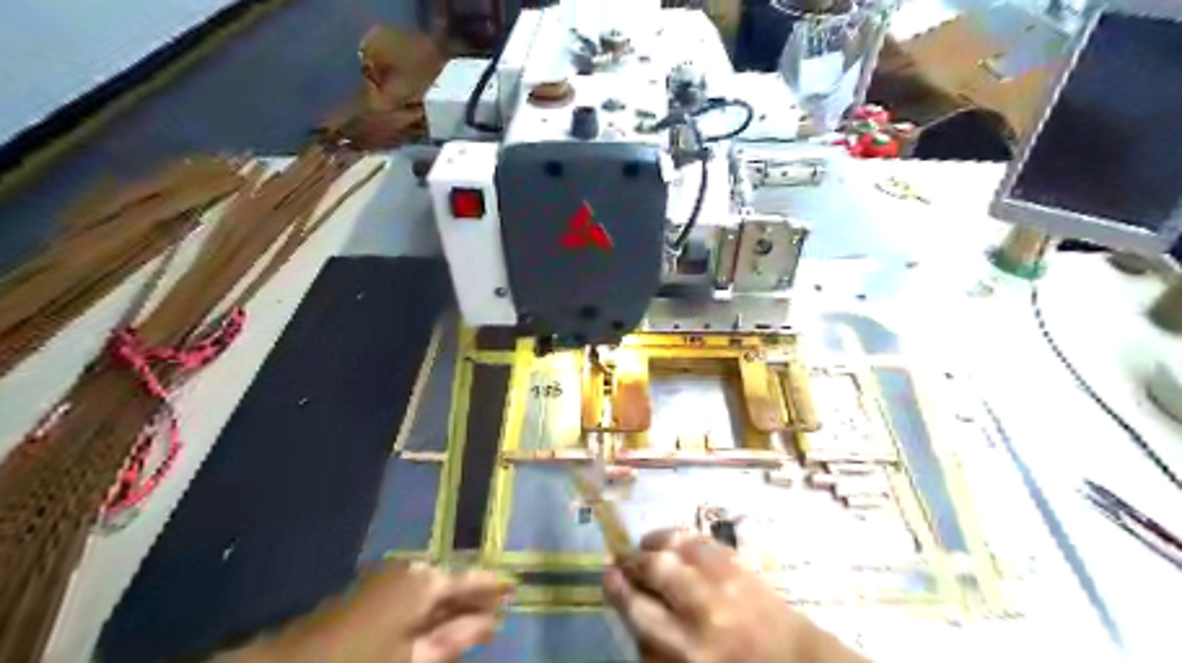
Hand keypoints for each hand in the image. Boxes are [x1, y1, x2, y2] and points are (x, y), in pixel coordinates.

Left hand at [224, 563, 512, 661]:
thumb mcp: (413, 659)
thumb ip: (454, 639)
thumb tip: (490, 621)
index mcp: (424, 582)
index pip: (470, 579)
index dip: (493, 584)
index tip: (516, 586)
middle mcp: (410, 570)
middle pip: (452, 582)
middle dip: (474, 596)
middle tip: (500, 606)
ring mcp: (388, 578)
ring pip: (433, 589)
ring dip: (452, 604)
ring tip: (474, 617)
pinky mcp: (371, 590)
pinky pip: (413, 595)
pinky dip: (429, 609)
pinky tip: (437, 624)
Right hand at [600, 531, 864, 662]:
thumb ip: (654, 648)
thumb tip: (629, 605)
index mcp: (688, 649)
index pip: (639, 609)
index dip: (617, 588)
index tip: (606, 574)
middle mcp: (704, 609)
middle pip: (655, 569)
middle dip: (632, 560)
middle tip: (622, 560)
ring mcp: (726, 581)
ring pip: (678, 545)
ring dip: (655, 542)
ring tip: (645, 547)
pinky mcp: (741, 563)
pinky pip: (702, 540)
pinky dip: (681, 536)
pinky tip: (673, 541)